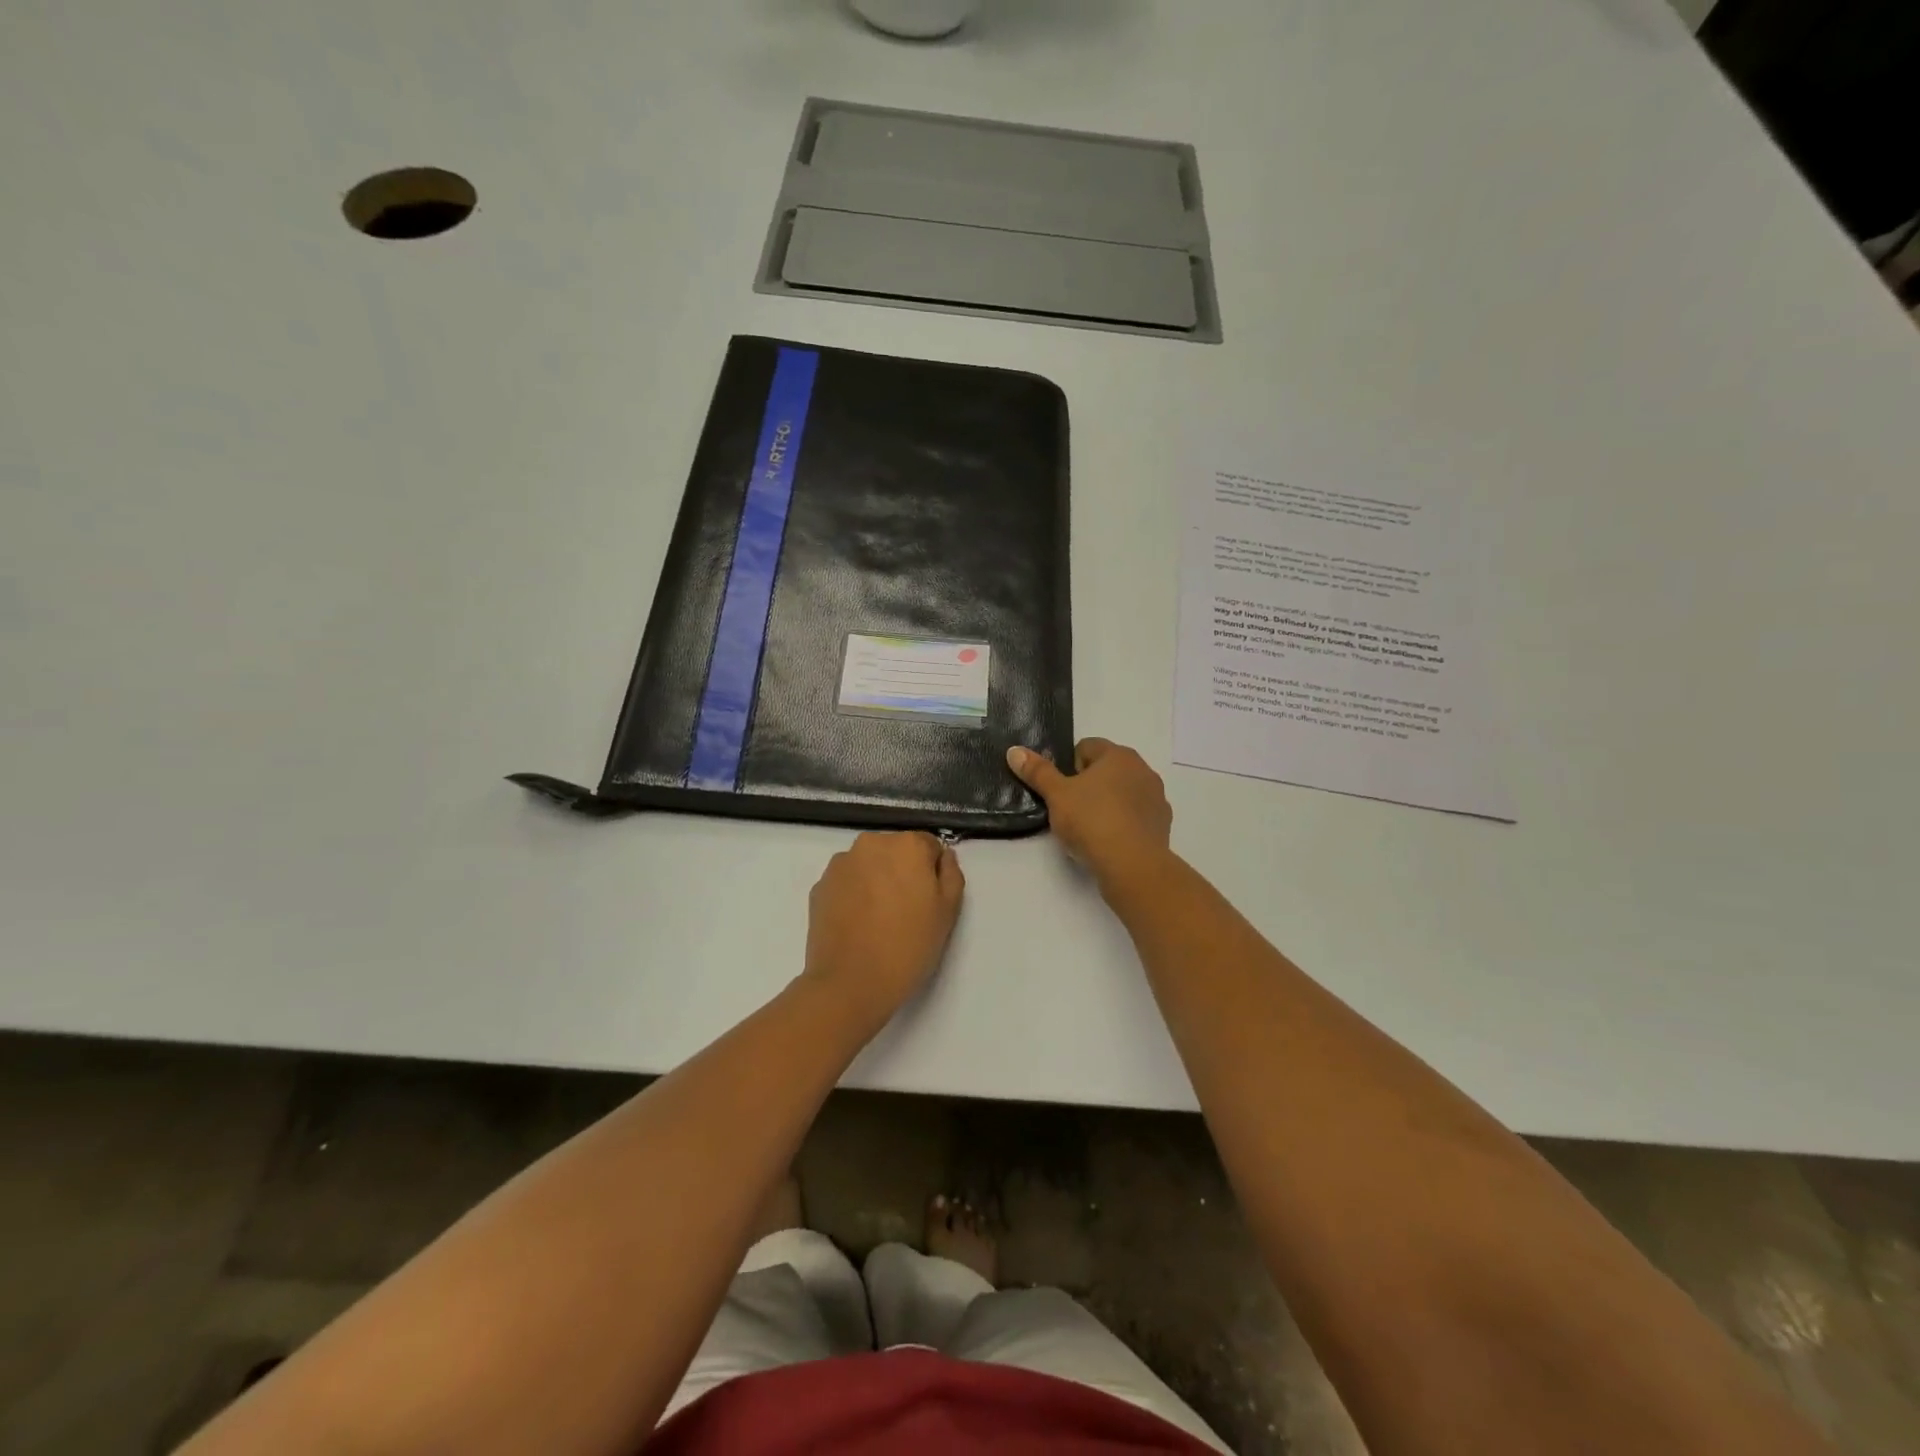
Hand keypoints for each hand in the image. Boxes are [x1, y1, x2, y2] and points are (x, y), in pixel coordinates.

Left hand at [801, 831, 964, 1032]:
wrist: (850, 983)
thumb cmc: (908, 946)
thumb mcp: (948, 911)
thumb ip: (951, 873)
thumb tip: (942, 856)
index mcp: (907, 844)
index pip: (929, 846)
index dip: (932, 872)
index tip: (929, 899)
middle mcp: (872, 843)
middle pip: (896, 850)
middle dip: (902, 871)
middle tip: (906, 910)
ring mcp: (841, 863)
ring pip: (869, 864)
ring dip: (876, 880)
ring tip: (878, 919)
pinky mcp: (820, 885)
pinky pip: (846, 882)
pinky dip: (854, 894)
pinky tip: (858, 924)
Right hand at [1006, 738, 1172, 892]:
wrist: (1132, 865)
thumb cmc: (1092, 821)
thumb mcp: (1056, 795)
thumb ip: (1037, 772)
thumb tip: (1015, 751)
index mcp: (1118, 755)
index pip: (1086, 747)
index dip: (1069, 768)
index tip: (1061, 791)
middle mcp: (1142, 769)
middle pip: (1107, 769)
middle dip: (1089, 785)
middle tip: (1072, 810)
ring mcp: (1156, 796)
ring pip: (1124, 792)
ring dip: (1108, 802)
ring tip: (1091, 829)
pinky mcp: (1162, 823)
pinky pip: (1137, 815)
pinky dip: (1124, 822)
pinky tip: (1111, 841)